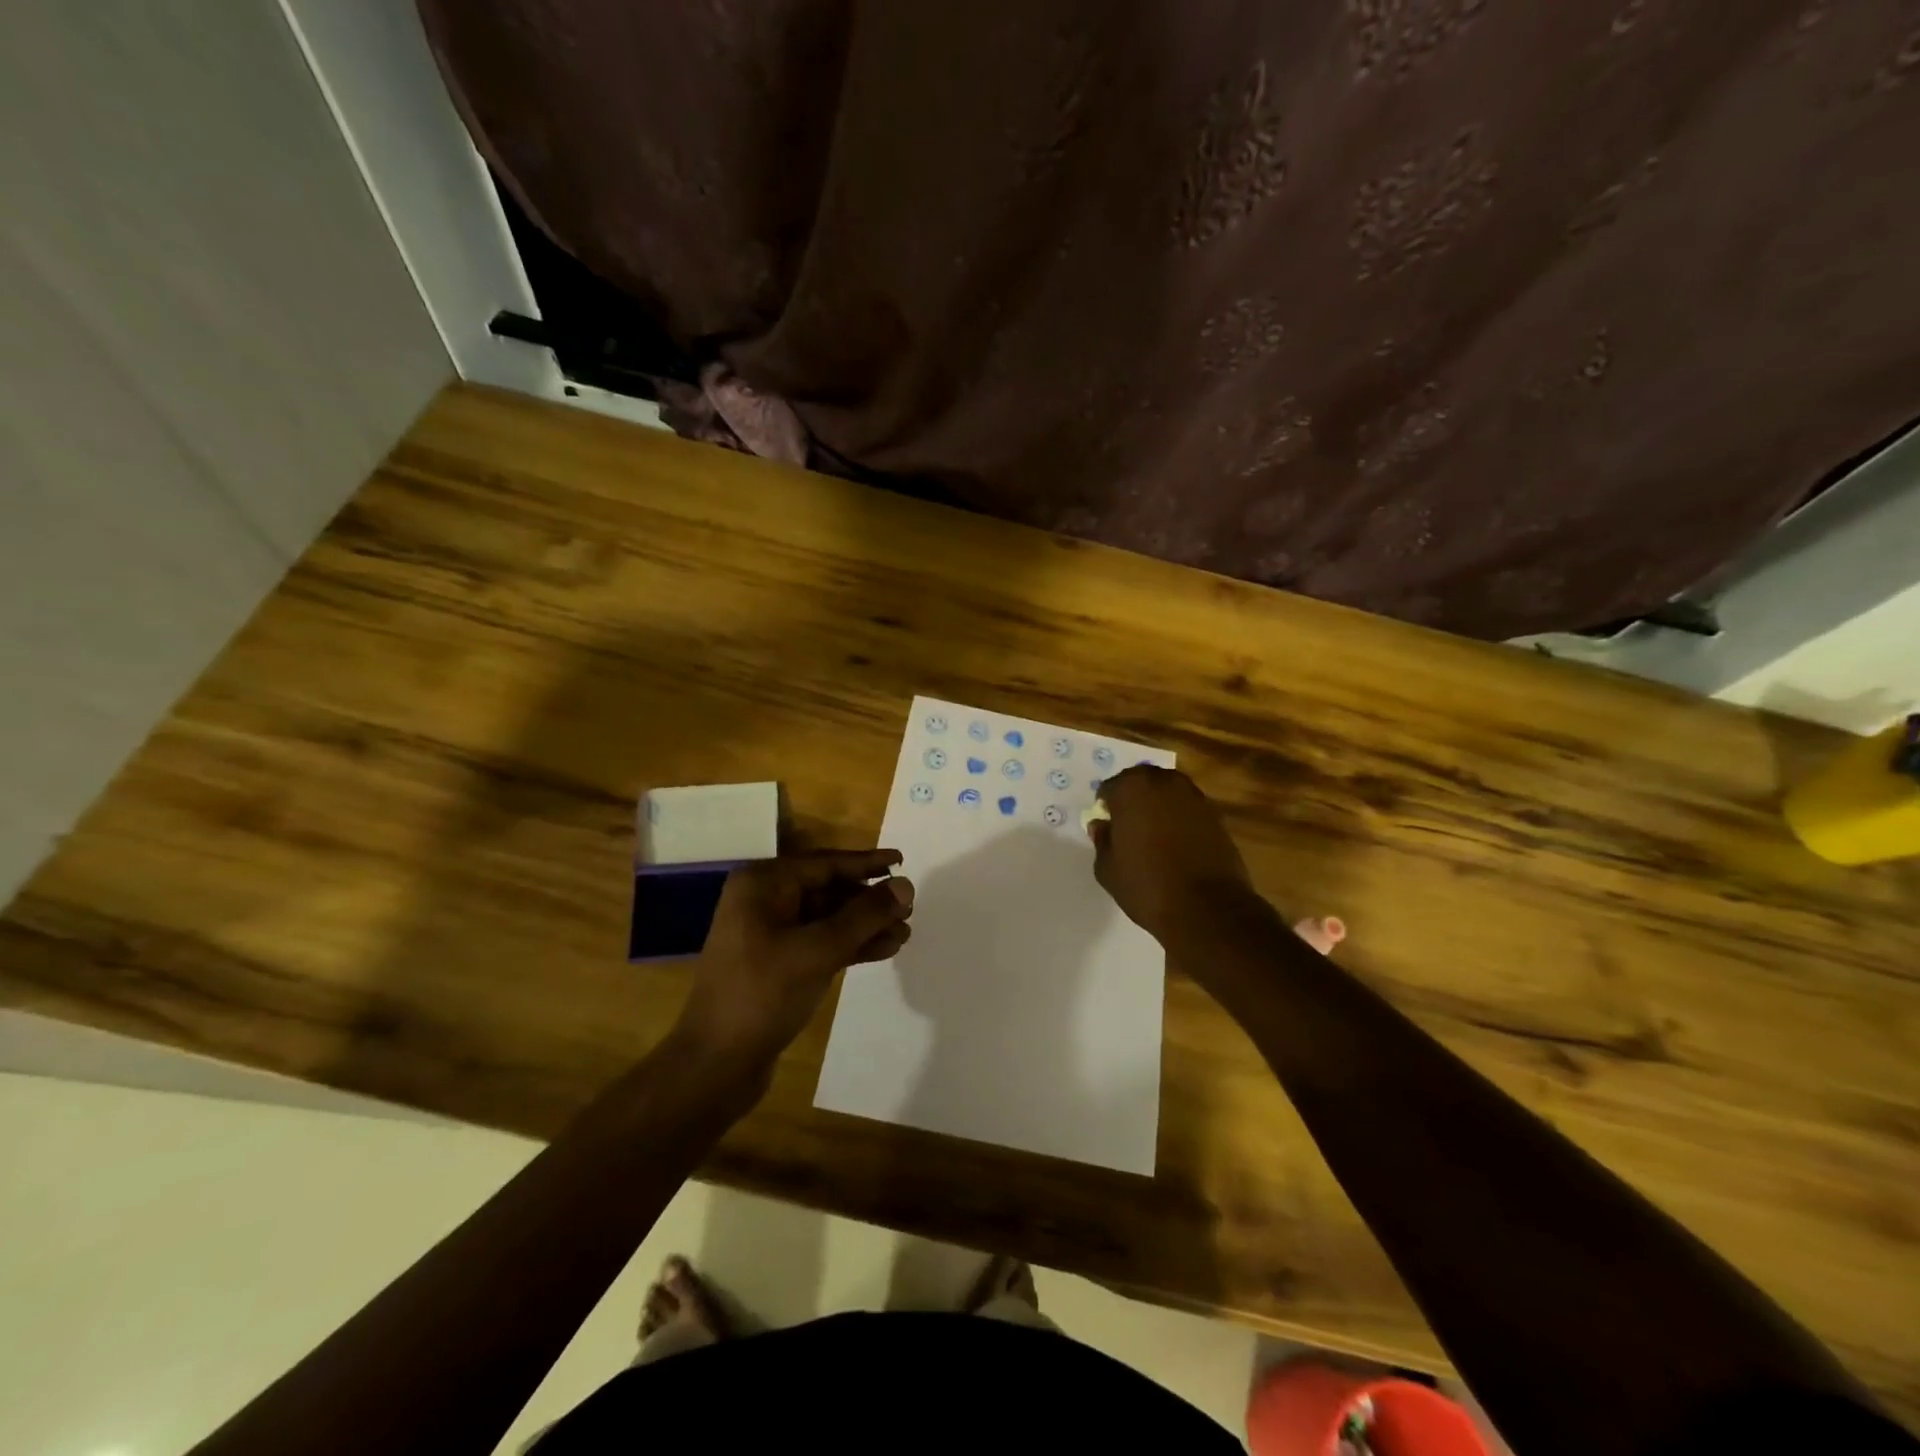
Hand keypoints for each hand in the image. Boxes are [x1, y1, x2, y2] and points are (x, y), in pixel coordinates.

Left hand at [675, 850, 913, 1071]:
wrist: (716, 1064)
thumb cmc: (764, 994)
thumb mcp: (819, 950)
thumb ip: (865, 915)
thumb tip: (905, 885)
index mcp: (763, 884)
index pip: (826, 864)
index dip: (867, 863)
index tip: (902, 860)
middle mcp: (764, 900)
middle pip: (829, 890)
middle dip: (869, 901)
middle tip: (909, 908)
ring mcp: (768, 933)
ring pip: (828, 919)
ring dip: (865, 925)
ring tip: (904, 933)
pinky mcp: (776, 963)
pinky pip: (820, 942)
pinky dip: (850, 945)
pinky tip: (883, 951)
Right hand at [1089, 767, 1252, 941]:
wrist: (1207, 908)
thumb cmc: (1147, 886)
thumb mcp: (1108, 869)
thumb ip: (1102, 840)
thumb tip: (1101, 825)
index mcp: (1132, 789)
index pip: (1110, 787)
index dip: (1106, 806)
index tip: (1108, 826)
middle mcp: (1164, 783)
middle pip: (1142, 781)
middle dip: (1134, 798)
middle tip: (1129, 826)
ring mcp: (1194, 797)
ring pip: (1168, 792)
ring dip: (1159, 806)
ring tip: (1154, 834)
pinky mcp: (1216, 815)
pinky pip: (1188, 808)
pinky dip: (1180, 819)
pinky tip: (1177, 843)